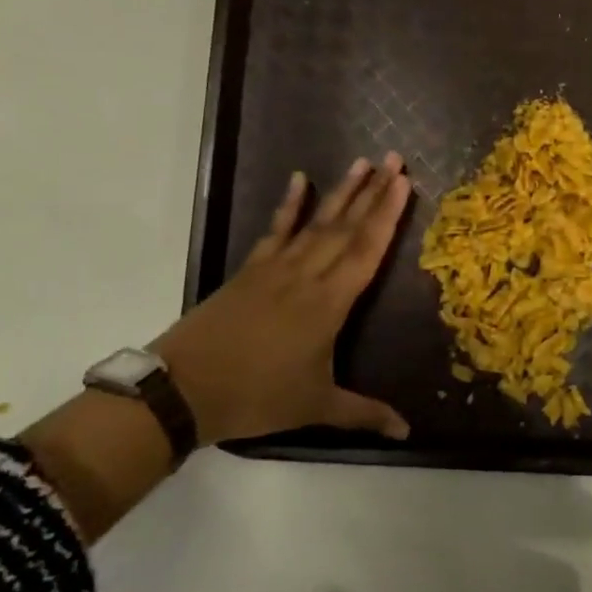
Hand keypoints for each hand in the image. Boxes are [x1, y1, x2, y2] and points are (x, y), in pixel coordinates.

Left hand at [153, 154, 413, 444]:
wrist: (183, 388)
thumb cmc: (256, 397)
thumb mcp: (316, 406)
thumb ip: (364, 414)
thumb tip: (407, 432)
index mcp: (329, 303)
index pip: (367, 250)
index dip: (388, 216)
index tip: (405, 183)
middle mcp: (307, 276)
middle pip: (346, 227)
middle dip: (374, 192)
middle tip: (394, 159)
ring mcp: (275, 268)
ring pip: (316, 222)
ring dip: (341, 192)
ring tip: (362, 162)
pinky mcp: (250, 270)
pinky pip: (276, 230)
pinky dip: (289, 205)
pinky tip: (300, 180)